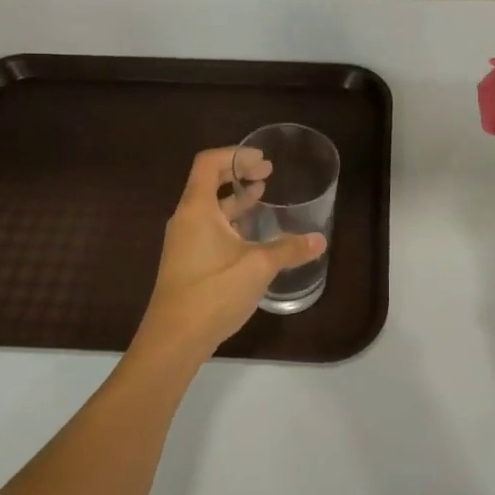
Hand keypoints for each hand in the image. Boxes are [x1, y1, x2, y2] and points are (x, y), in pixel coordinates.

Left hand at [133, 147, 325, 361]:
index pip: (209, 163)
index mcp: (196, 209)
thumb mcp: (258, 266)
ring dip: (236, 200)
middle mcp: (186, 219)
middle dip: (239, 174)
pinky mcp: (187, 263)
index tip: (263, 160)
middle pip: (208, 182)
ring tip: (263, 197)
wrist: (174, 340)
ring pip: (210, 209)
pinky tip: (252, 237)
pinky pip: (209, 229)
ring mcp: (184, 243)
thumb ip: (289, 249)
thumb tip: (320, 240)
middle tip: (269, 174)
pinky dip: (231, 222)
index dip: (236, 154)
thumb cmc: (213, 291)